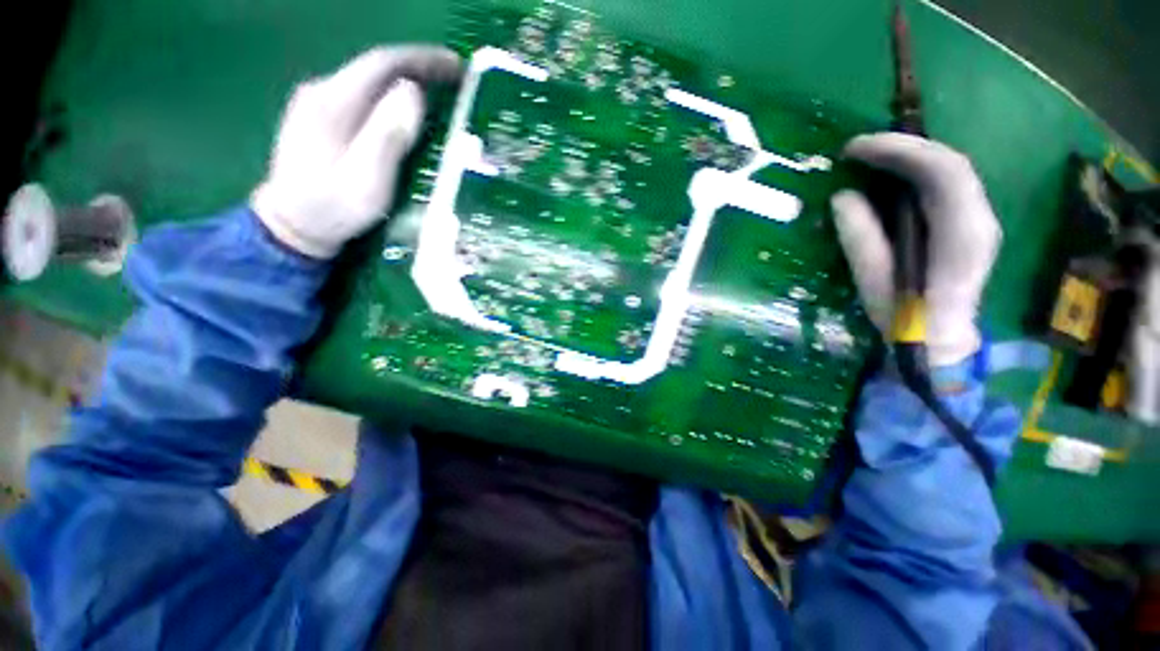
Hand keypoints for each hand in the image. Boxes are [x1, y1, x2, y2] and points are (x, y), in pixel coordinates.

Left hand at [252, 45, 460, 258]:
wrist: (292, 226)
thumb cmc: (333, 207)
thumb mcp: (367, 178)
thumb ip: (388, 133)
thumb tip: (413, 92)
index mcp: (333, 101)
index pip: (383, 63)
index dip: (423, 60)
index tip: (457, 67)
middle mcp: (323, 92)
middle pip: (377, 69)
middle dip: (419, 69)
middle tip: (455, 82)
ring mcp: (318, 105)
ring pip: (371, 83)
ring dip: (407, 83)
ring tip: (440, 95)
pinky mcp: (321, 120)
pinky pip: (364, 99)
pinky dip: (392, 99)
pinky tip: (407, 112)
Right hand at [831, 133, 1001, 366]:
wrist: (940, 341)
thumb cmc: (906, 318)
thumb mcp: (874, 282)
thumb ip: (861, 239)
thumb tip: (843, 198)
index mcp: (962, 235)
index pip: (942, 172)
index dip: (899, 151)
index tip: (854, 149)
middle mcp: (980, 218)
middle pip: (949, 162)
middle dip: (901, 147)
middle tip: (855, 149)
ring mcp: (979, 219)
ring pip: (949, 168)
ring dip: (908, 155)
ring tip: (868, 157)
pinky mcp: (968, 222)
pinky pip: (945, 182)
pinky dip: (915, 170)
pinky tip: (889, 173)